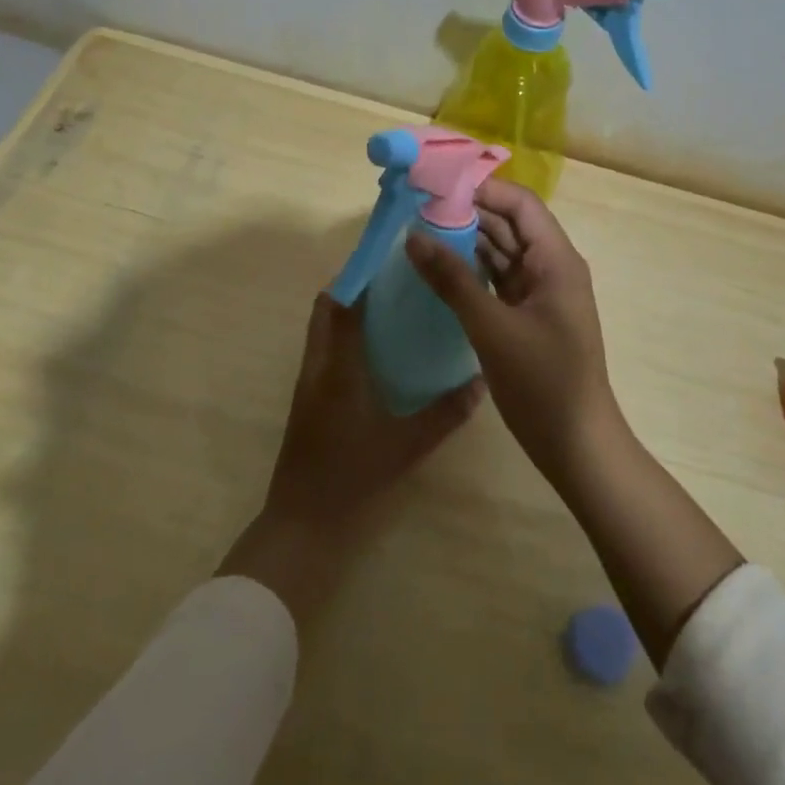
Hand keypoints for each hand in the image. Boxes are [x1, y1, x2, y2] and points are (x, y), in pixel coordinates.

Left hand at [219, 294, 478, 626]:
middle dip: (354, 288)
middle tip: (394, 280)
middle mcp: (317, 367)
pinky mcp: (308, 400)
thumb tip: (480, 383)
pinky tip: (377, 351)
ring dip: (348, 311)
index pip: (342, 305)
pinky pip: (325, 351)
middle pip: (326, 310)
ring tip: (390, 306)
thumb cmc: (353, 480)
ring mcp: (308, 384)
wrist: (304, 524)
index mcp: (337, 368)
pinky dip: (345, 337)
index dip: (361, 277)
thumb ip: (445, 414)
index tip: (392, 260)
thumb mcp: (407, 447)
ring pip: (323, 330)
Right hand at [404, 180, 623, 478]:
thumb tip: (414, 236)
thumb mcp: (492, 328)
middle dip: (468, 213)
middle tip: (417, 208)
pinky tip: (440, 269)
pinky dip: (473, 271)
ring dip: (468, 242)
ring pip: (503, 252)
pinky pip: (500, 279)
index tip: (436, 186)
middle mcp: (552, 268)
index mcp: (555, 260)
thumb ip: (453, 280)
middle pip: (510, 225)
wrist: (576, 444)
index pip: (520, 204)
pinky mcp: (530, 316)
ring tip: (420, 232)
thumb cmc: (542, 382)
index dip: (481, 189)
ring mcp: (541, 293)